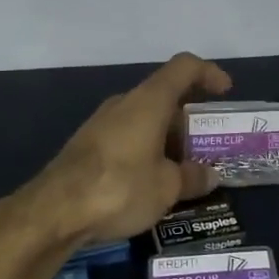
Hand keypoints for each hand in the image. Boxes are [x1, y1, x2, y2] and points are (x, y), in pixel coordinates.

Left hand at [20, 52, 232, 250]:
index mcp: (149, 101)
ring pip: (144, 119)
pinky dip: (145, 150)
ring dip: (166, 138)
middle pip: (164, 96)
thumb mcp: (167, 187)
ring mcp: (102, 123)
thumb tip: (210, 175)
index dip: (208, 73)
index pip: (184, 68)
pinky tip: (150, 182)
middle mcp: (125, 103)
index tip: (224, 90)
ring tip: (182, 171)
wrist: (54, 210)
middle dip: (188, 120)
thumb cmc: (120, 187)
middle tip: (205, 148)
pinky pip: (126, 137)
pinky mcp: (87, 145)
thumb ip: (192, 177)